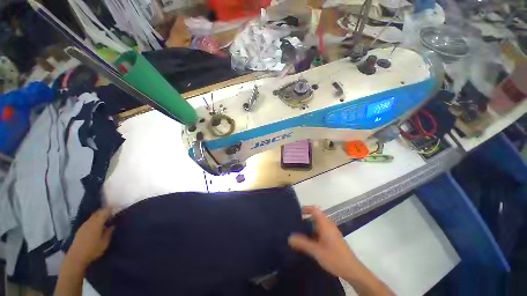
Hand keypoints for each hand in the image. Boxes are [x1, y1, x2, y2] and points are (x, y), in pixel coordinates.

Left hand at [67, 208, 114, 268]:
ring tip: (106, 219)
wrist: (76, 257)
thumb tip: (112, 225)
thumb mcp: (104, 242)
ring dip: (99, 215)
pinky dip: (95, 220)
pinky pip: (89, 221)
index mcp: (97, 223)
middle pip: (98, 212)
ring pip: (93, 216)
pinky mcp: (80, 229)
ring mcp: (84, 225)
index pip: (104, 212)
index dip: (111, 208)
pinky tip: (97, 225)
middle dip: (105, 211)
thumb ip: (108, 232)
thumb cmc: (92, 250)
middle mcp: (90, 222)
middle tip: (112, 212)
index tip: (117, 207)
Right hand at [288, 206, 358, 279]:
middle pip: (315, 216)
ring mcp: (331, 232)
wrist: (352, 270)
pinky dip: (313, 232)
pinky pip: (320, 230)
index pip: (314, 210)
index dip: (305, 208)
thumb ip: (302, 243)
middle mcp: (328, 225)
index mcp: (325, 224)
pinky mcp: (332, 239)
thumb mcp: (316, 251)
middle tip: (294, 222)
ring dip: (309, 225)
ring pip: (318, 224)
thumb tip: (289, 237)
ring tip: (298, 231)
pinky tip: (308, 241)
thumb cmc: (335, 258)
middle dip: (305, 217)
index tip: (296, 212)